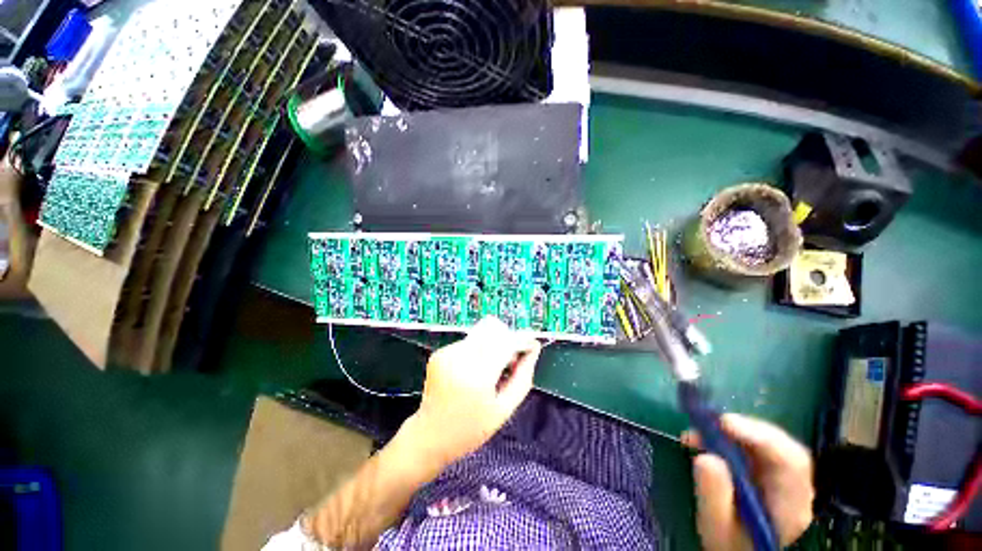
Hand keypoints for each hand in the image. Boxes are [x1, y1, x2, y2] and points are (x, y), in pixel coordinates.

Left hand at [408, 316, 540, 467]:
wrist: (429, 436)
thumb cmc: (471, 429)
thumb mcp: (504, 409)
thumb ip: (523, 376)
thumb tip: (533, 348)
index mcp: (478, 376)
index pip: (506, 341)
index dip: (521, 340)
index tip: (530, 346)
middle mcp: (460, 358)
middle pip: (492, 328)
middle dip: (506, 340)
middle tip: (507, 363)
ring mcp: (447, 353)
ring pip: (480, 333)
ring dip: (491, 346)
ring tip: (488, 371)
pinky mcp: (439, 353)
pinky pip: (467, 341)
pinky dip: (476, 351)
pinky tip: (471, 372)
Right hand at [683, 414, 813, 550]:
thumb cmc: (728, 546)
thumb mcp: (717, 528)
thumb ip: (714, 496)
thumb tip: (706, 456)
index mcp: (791, 504)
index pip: (790, 461)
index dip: (760, 436)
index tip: (724, 423)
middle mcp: (791, 486)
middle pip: (776, 445)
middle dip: (738, 429)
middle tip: (703, 424)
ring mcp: (779, 478)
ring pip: (760, 442)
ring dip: (725, 433)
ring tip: (693, 436)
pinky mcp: (762, 472)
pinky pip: (747, 447)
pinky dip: (722, 439)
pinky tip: (701, 441)